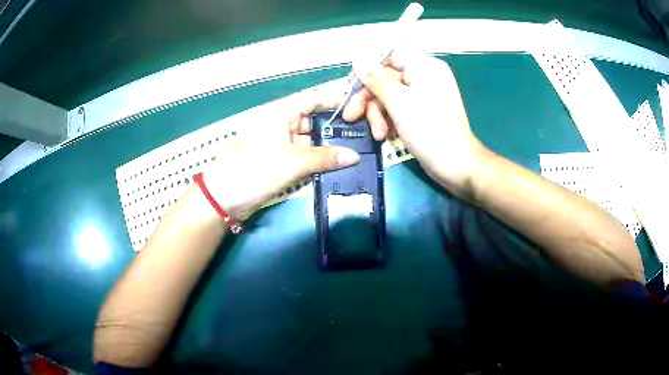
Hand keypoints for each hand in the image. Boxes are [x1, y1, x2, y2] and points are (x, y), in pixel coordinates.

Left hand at [200, 91, 359, 220]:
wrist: (223, 199)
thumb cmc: (255, 170)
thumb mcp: (292, 162)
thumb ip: (325, 158)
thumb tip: (355, 157)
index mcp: (280, 112)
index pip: (313, 99)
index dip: (335, 101)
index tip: (360, 107)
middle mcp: (281, 122)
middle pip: (313, 119)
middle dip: (336, 127)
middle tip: (364, 134)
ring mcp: (279, 141)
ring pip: (309, 138)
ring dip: (328, 145)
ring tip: (356, 149)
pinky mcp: (278, 159)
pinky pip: (302, 154)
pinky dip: (317, 158)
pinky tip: (337, 163)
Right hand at [342, 49, 488, 199]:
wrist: (456, 165)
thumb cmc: (429, 131)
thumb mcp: (398, 103)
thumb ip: (376, 79)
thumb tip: (358, 59)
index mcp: (424, 66)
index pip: (390, 55)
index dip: (369, 68)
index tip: (352, 85)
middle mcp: (425, 76)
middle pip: (387, 77)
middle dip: (369, 98)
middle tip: (351, 116)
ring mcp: (425, 94)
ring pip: (391, 95)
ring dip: (378, 114)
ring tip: (378, 135)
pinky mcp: (423, 111)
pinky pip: (400, 107)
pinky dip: (390, 120)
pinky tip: (387, 135)